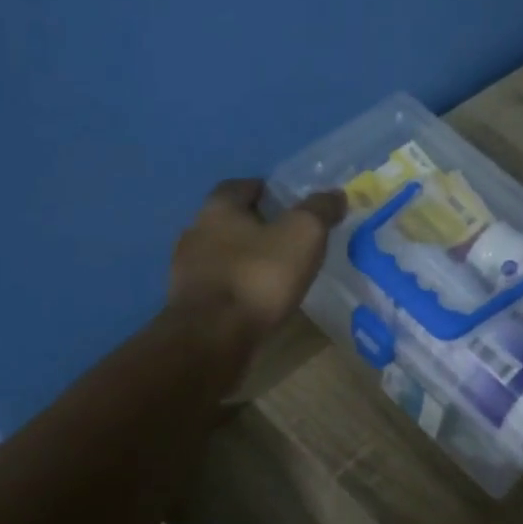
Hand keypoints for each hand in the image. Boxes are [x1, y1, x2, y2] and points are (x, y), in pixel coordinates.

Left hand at [167, 179, 345, 353]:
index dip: (264, 190)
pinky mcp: (187, 303)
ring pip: (221, 254)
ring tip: (274, 271)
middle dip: (254, 225)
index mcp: (218, 208)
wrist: (212, 337)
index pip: (239, 186)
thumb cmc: (259, 276)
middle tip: (287, 237)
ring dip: (243, 258)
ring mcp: (186, 270)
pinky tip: (256, 299)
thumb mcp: (303, 234)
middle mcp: (195, 232)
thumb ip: (320, 210)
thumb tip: (336, 194)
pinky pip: (217, 285)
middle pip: (227, 220)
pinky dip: (236, 286)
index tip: (287, 202)